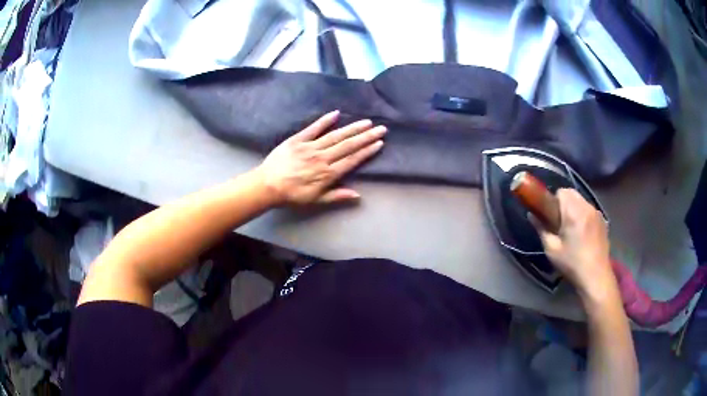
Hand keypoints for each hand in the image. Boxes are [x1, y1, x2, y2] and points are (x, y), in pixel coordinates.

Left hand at [255, 110, 385, 205]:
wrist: (267, 185)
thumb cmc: (292, 195)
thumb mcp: (316, 200)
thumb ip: (337, 196)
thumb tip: (358, 195)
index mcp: (328, 174)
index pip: (352, 160)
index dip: (367, 151)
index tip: (379, 143)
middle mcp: (322, 157)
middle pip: (348, 145)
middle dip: (366, 136)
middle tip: (381, 128)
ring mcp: (310, 147)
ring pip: (335, 136)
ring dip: (352, 128)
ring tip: (366, 122)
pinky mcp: (298, 139)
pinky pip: (313, 128)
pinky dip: (324, 120)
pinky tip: (336, 113)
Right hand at [532, 189, 615, 298]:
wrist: (595, 276)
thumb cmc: (572, 263)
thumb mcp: (552, 249)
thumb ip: (541, 229)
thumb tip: (531, 215)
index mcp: (573, 212)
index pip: (561, 192)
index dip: (553, 201)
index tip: (550, 217)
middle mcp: (587, 207)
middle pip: (571, 193)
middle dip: (563, 203)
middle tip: (559, 223)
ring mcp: (597, 213)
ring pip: (581, 201)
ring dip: (574, 208)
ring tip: (571, 229)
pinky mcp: (603, 220)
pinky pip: (589, 210)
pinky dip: (583, 215)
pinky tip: (582, 234)